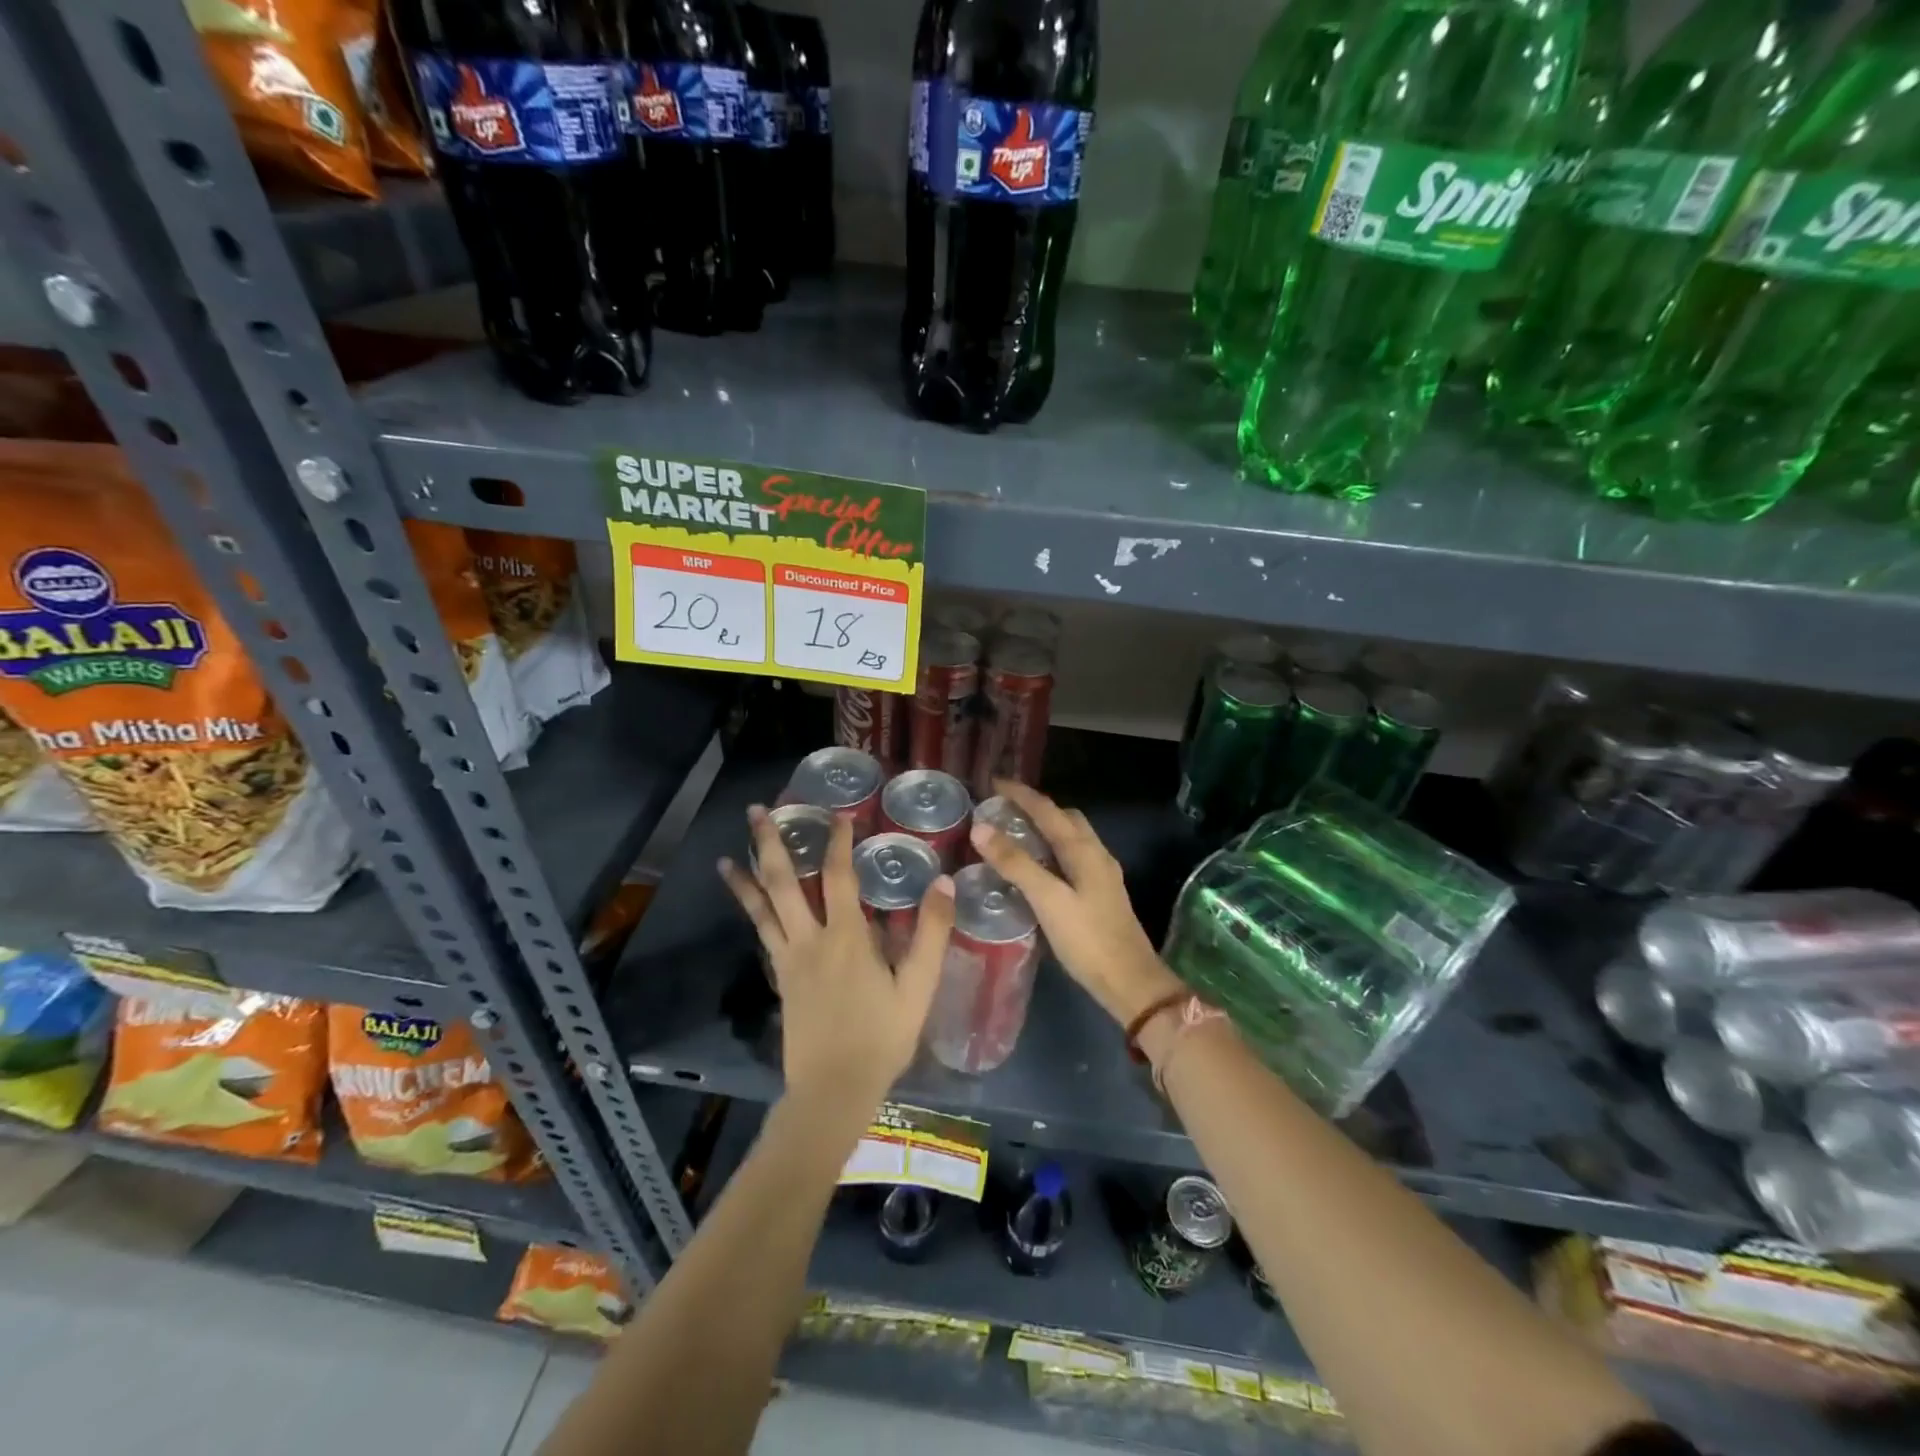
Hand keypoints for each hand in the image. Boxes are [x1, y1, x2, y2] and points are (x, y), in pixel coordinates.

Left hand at [719, 806, 955, 1112]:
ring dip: (747, 876)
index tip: (837, 813)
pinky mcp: (781, 978)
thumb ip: (931, 934)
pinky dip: (750, 913)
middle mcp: (810, 939)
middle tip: (757, 811)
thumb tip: (943, 881)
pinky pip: (762, 935)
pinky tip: (746, 903)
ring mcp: (789, 959)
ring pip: (763, 908)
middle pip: (783, 882)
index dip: (837, 841)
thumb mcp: (918, 988)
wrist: (834, 1089)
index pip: (838, 875)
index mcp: (847, 937)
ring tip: (729, 853)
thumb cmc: (882, 1038)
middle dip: (770, 843)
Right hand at [969, 780, 1183, 1026]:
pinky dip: (1052, 850)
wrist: (1131, 983)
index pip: (1048, 809)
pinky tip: (1037, 868)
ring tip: (1014, 833)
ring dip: (1045, 828)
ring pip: (1071, 838)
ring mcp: (1102, 875)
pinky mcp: (1100, 894)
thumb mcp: (1048, 900)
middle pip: (1065, 818)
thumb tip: (981, 828)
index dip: (1021, 794)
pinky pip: (1072, 857)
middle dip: (1036, 807)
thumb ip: (1016, 863)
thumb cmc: (1088, 940)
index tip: (993, 782)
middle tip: (1003, 809)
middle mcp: (1096, 854)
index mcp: (1084, 850)